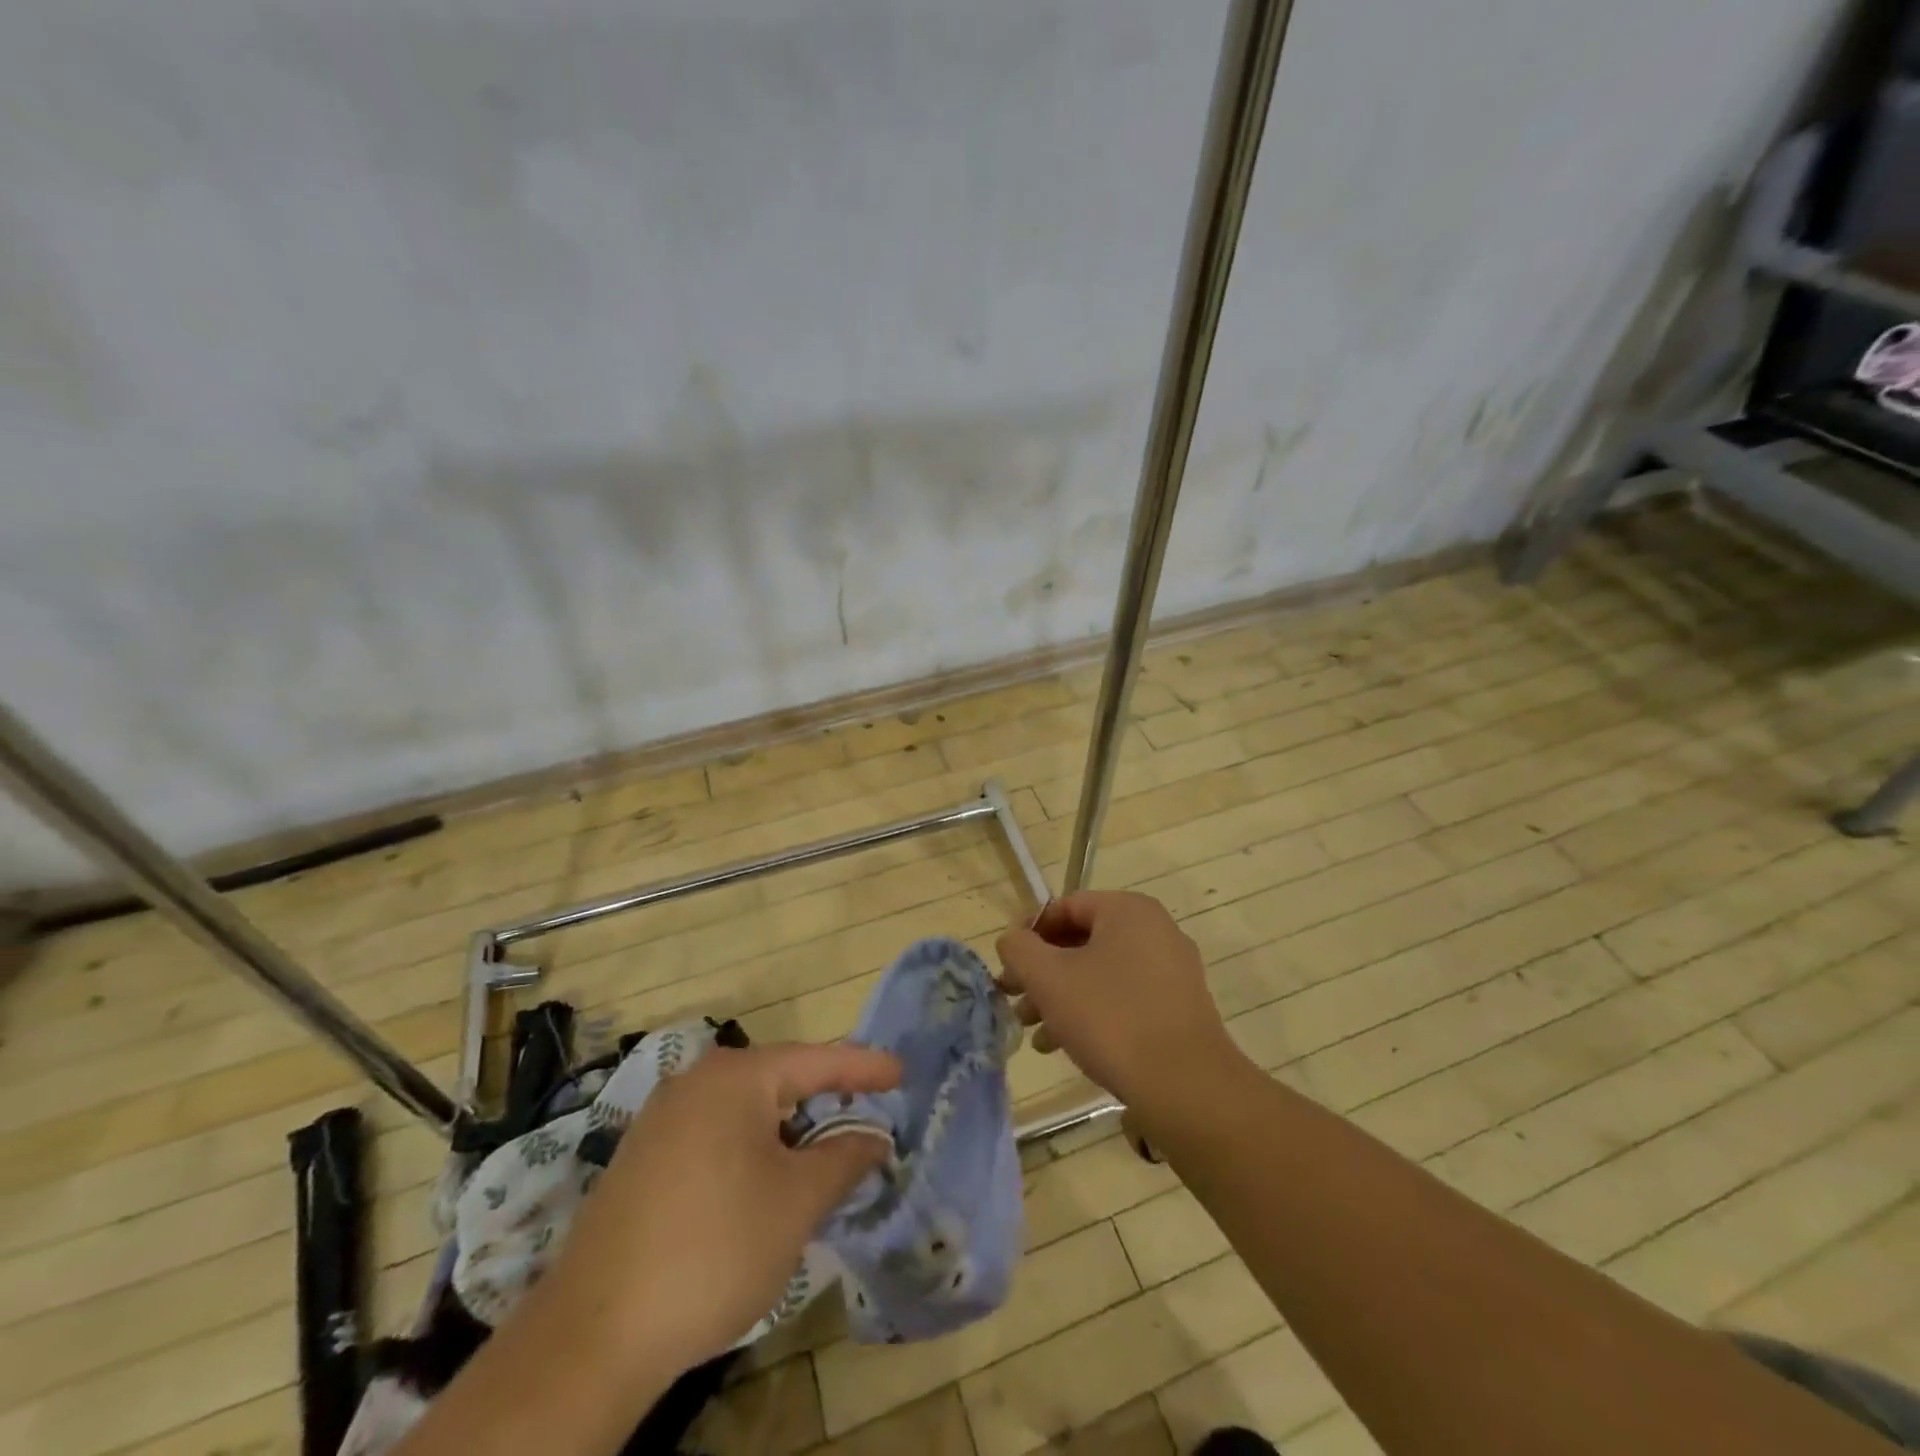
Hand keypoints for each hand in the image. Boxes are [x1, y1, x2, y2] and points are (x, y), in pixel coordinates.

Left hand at [546, 1041, 900, 1370]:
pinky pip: (715, 1136)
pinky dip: (751, 1151)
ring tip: (822, 1161)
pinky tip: (763, 1189)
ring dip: (788, 1133)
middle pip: (779, 1081)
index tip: (901, 1072)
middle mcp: (696, 1082)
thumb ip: (844, 1158)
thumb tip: (874, 1138)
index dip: (864, 1068)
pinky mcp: (642, 1159)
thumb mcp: (797, 1202)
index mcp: (736, 1077)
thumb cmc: (715, 1249)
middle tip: (866, 1121)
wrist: (592, 1336)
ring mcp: (662, 1120)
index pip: (817, 1060)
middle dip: (824, 1103)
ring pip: (746, 1112)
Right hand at [996, 891, 1245, 1115]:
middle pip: (1082, 942)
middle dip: (1043, 972)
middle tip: (1015, 1001)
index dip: (1029, 934)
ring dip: (1063, 997)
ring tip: (1035, 1033)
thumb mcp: (1049, 978)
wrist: (1185, 1086)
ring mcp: (1172, 970)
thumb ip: (1019, 949)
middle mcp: (1156, 930)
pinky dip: (1093, 1011)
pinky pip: (1125, 996)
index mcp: (1128, 910)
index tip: (1007, 966)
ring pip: (1102, 972)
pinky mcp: (1179, 1006)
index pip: (1065, 907)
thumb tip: (1012, 940)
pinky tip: (1067, 1045)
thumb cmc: (1110, 1018)